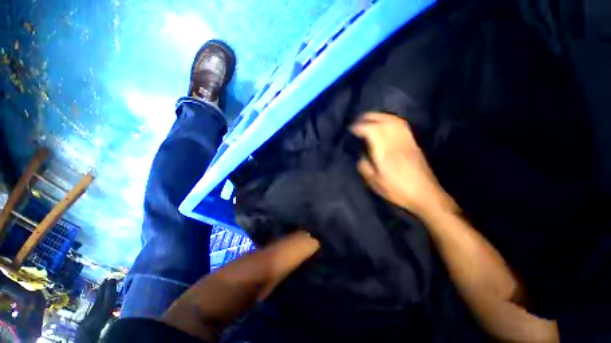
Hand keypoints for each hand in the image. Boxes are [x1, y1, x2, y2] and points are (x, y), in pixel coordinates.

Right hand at [351, 112, 454, 216]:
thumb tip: (361, 155)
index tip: (351, 128)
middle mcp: (396, 143)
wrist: (425, 194)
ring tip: (370, 118)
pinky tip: (387, 122)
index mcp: (385, 153)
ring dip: (380, 116)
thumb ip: (364, 166)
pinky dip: (392, 120)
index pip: (372, 131)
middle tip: (358, 119)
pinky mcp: (413, 143)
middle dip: (369, 117)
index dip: (360, 127)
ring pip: (394, 121)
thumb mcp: (375, 182)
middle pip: (383, 122)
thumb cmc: (397, 190)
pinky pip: (403, 125)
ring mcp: (407, 141)